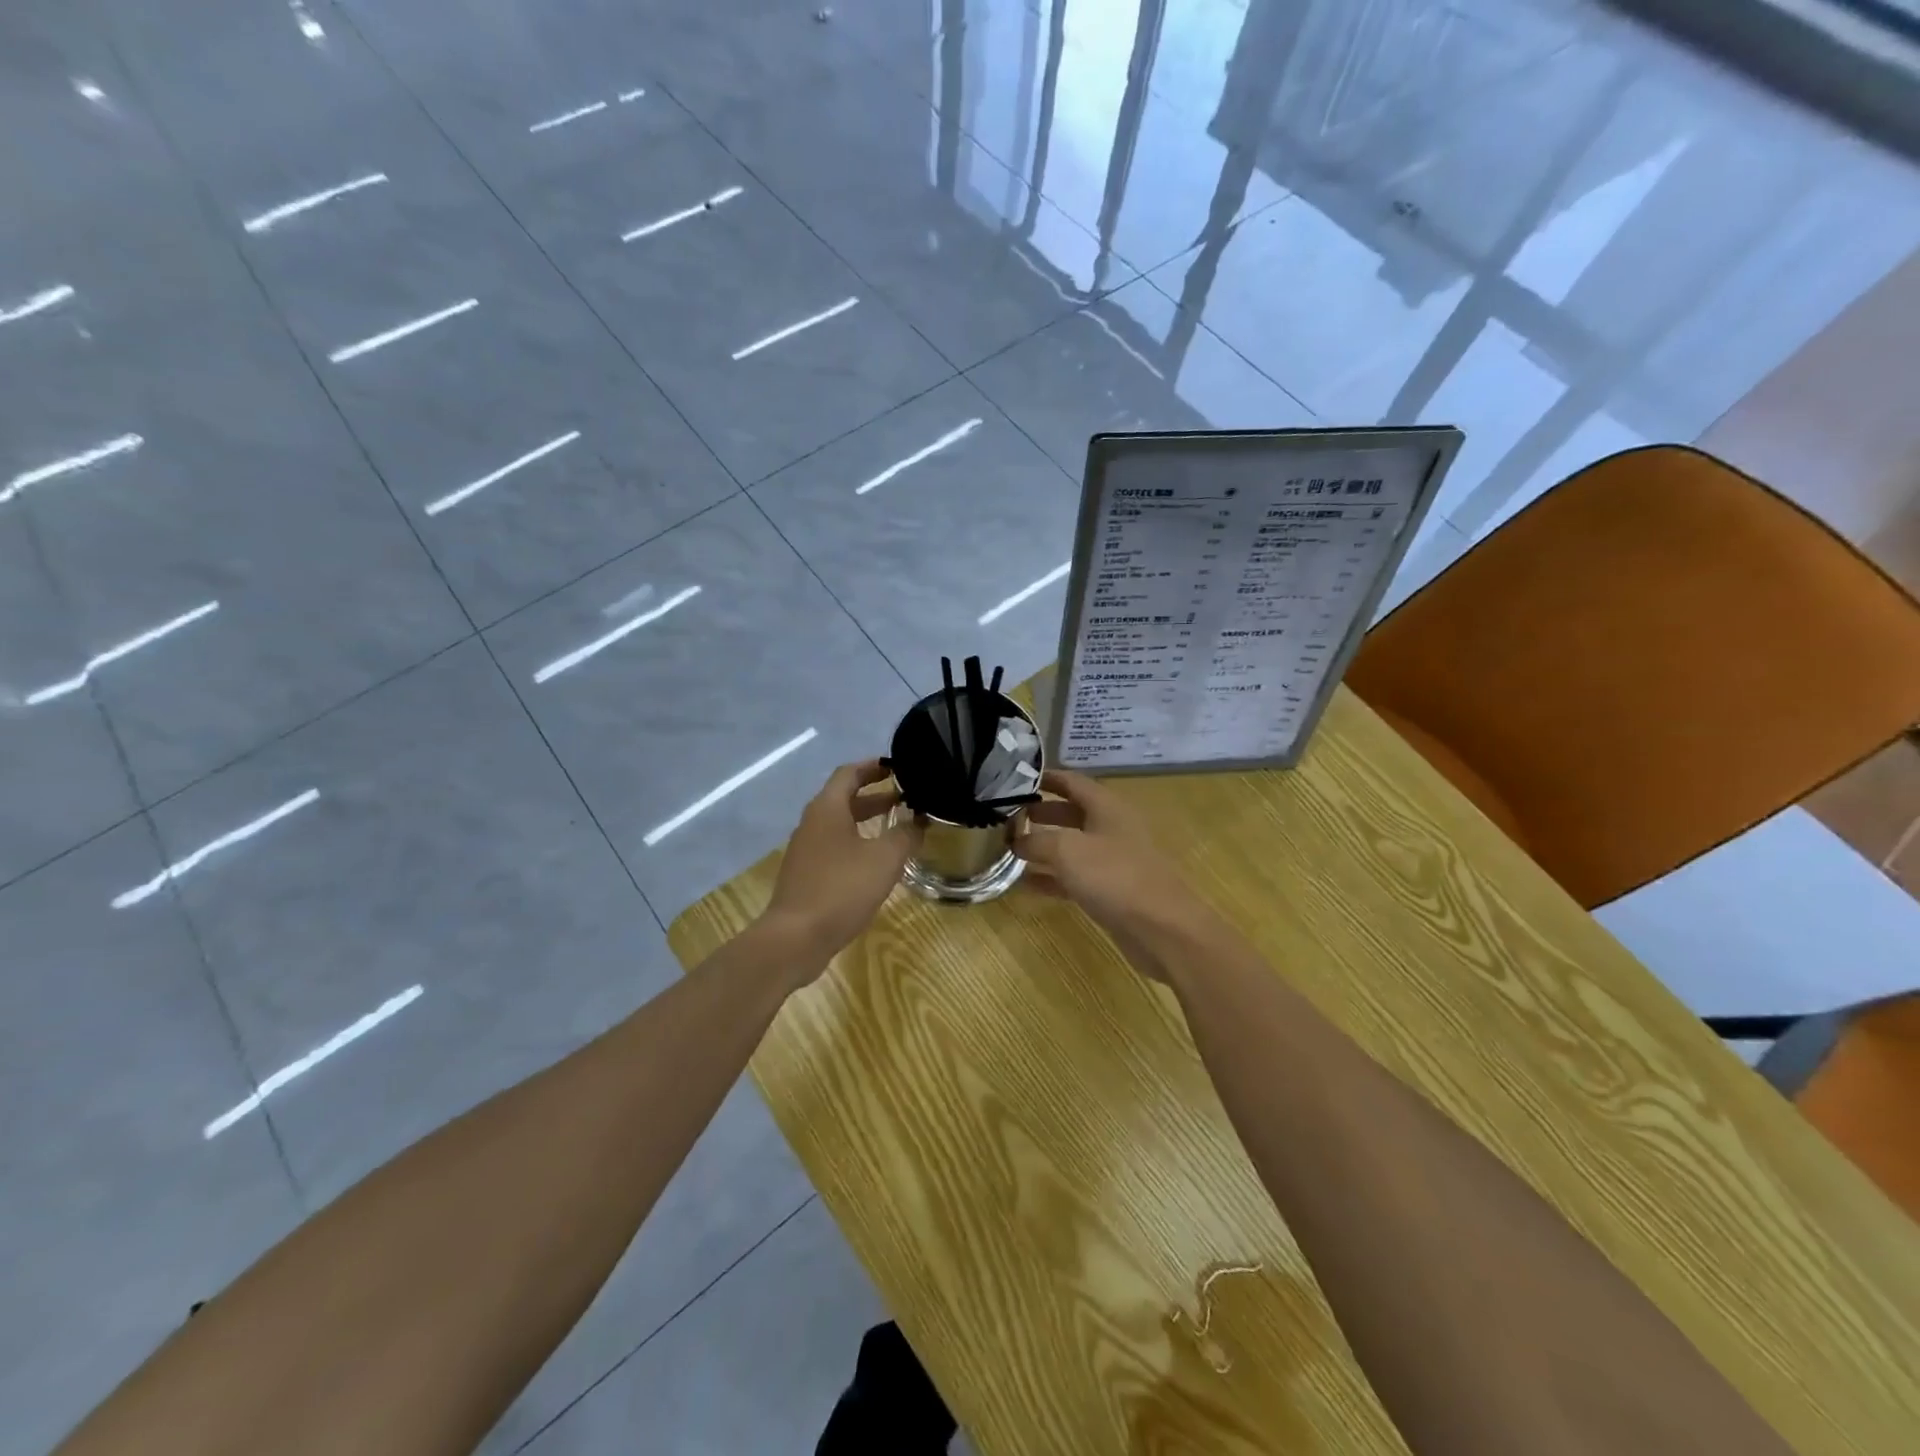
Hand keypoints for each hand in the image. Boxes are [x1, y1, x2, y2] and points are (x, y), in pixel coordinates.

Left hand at [762, 760, 921, 972]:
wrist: (795, 938)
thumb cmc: (841, 889)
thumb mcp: (884, 859)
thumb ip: (905, 835)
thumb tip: (918, 821)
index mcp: (827, 809)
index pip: (849, 773)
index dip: (873, 767)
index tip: (897, 767)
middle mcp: (812, 823)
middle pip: (843, 798)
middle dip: (874, 795)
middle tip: (906, 797)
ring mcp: (806, 850)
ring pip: (840, 824)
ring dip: (867, 821)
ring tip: (898, 827)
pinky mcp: (806, 874)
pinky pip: (835, 847)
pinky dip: (857, 843)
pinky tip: (877, 862)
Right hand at [1014, 769, 1206, 982]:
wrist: (1162, 928)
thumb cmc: (1114, 876)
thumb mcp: (1067, 850)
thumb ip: (1037, 840)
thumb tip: (1017, 840)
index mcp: (1106, 807)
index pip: (1072, 782)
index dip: (1046, 778)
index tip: (1015, 780)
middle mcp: (1111, 828)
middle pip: (1071, 813)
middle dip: (1041, 813)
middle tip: (1008, 816)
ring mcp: (1112, 861)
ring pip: (1072, 846)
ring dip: (1043, 846)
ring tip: (1010, 847)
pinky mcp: (1111, 891)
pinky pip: (1075, 877)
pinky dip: (1052, 877)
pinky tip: (1026, 884)